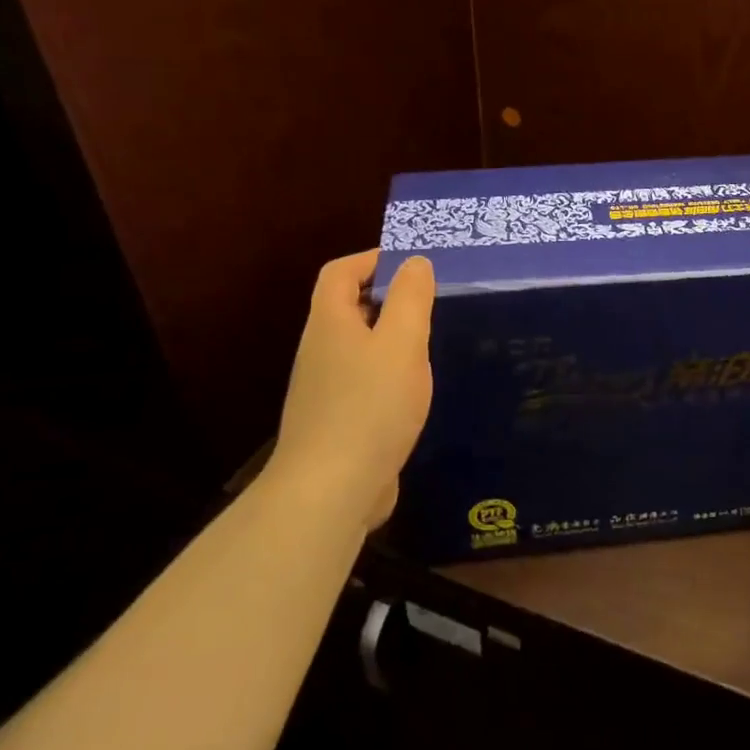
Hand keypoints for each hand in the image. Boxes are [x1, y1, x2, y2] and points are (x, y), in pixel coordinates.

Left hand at [266, 249, 434, 527]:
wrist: (331, 490)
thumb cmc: (371, 405)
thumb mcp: (402, 343)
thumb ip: (411, 298)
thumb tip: (415, 262)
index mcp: (330, 324)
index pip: (340, 272)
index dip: (372, 259)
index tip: (412, 265)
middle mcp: (320, 351)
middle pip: (347, 308)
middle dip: (387, 298)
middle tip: (430, 303)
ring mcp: (324, 389)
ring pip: (357, 347)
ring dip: (389, 339)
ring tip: (428, 344)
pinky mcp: (336, 422)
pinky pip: (363, 382)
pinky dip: (388, 374)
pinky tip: (414, 392)